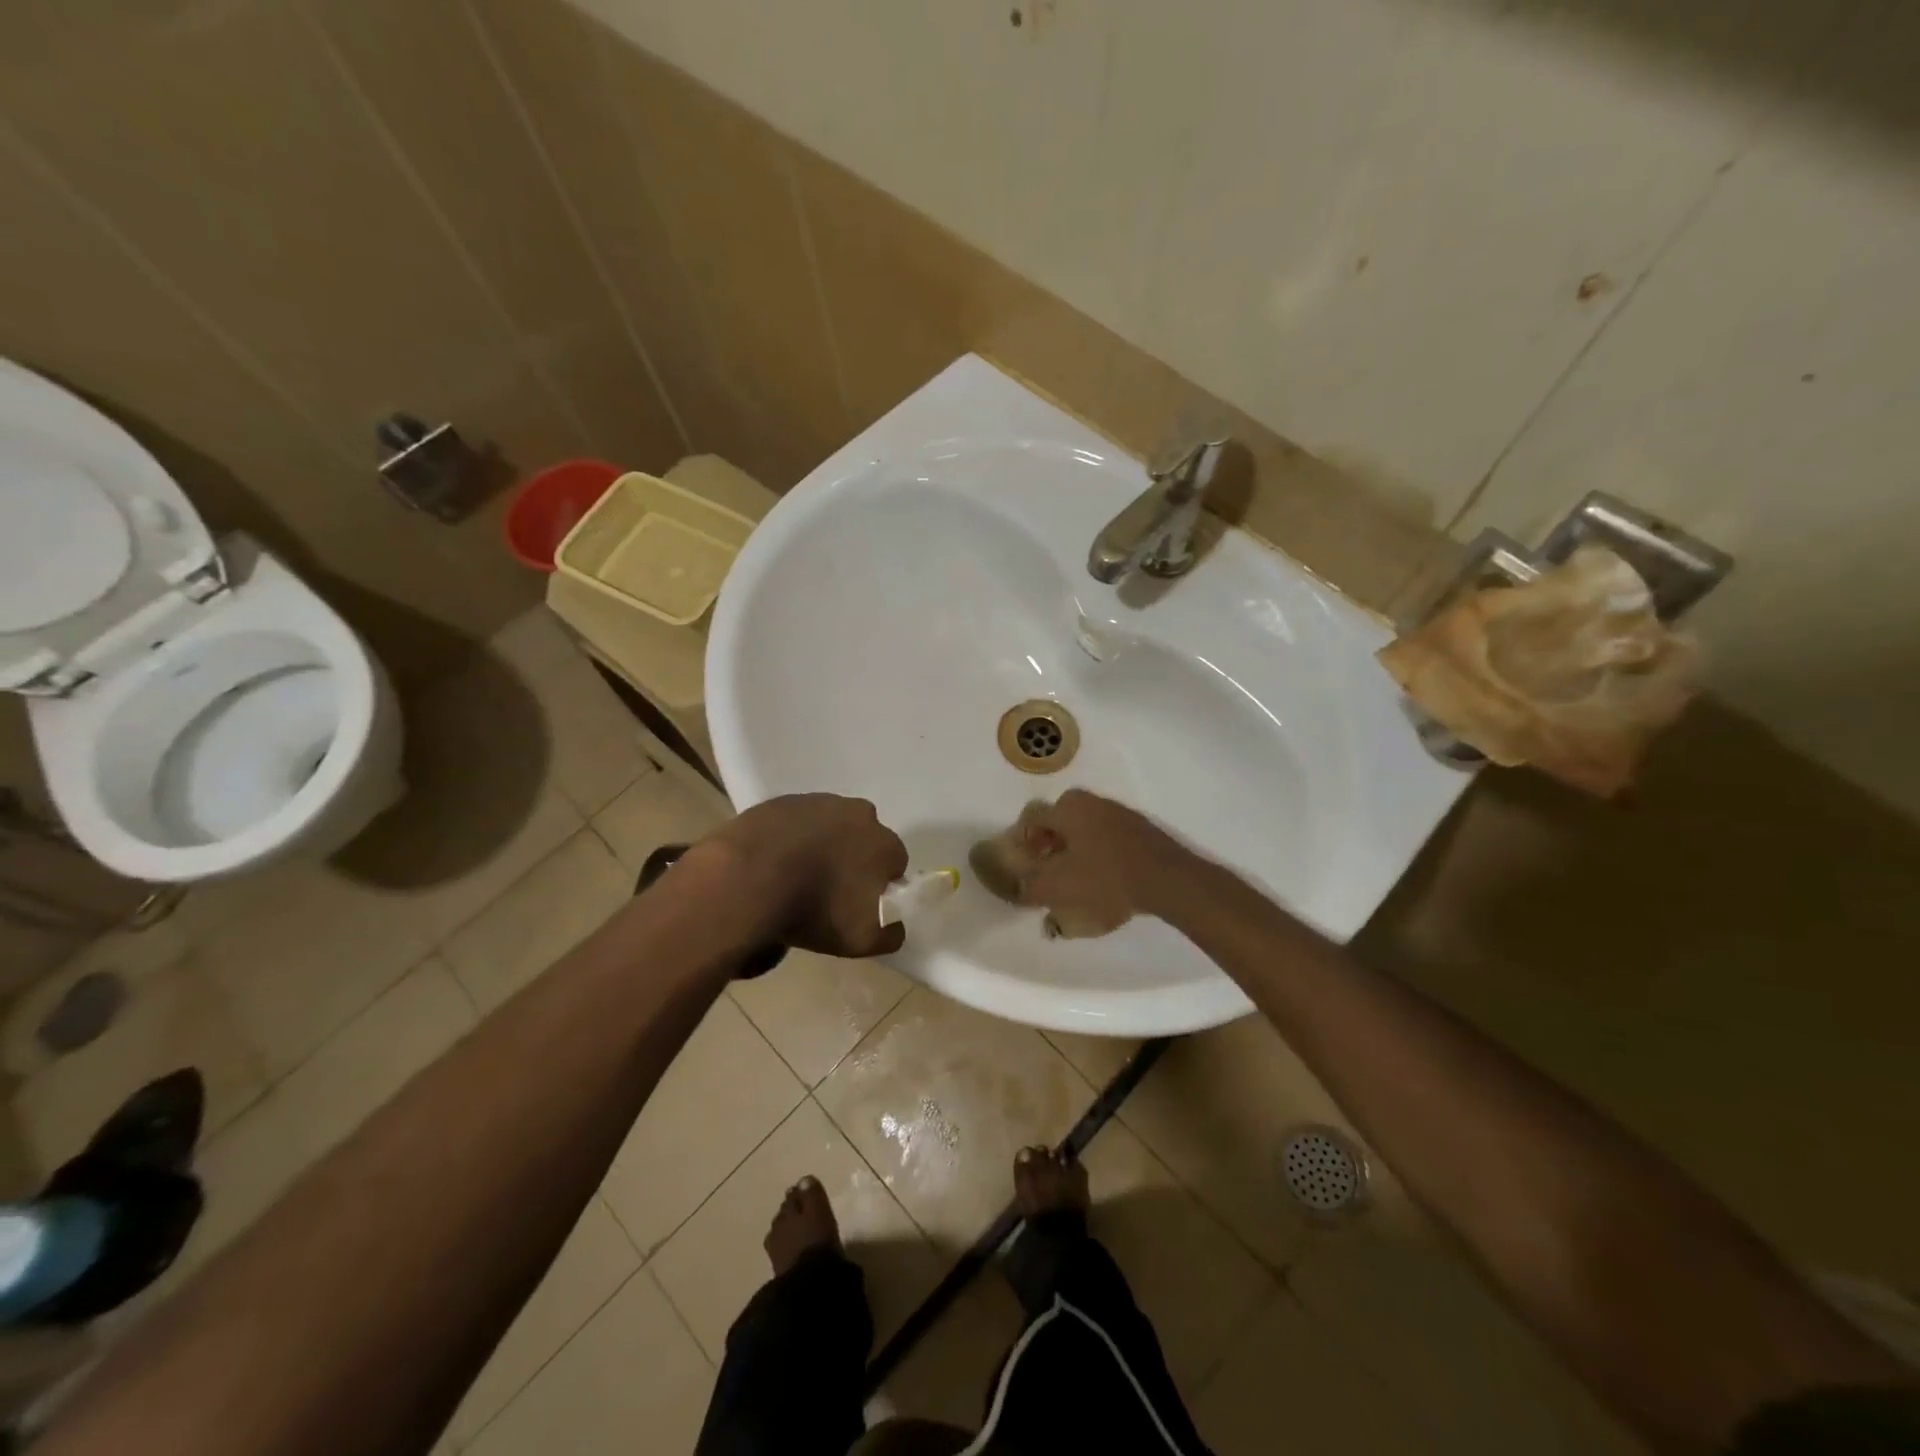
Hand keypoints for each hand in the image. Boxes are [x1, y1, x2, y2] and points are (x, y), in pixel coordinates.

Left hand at [705, 794, 908, 957]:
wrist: (747, 879)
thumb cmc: (813, 910)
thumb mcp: (860, 941)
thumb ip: (889, 935)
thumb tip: (897, 926)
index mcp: (884, 844)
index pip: (895, 862)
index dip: (879, 883)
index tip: (860, 902)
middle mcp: (859, 814)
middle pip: (864, 837)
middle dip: (854, 857)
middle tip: (829, 887)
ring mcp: (819, 802)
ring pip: (831, 825)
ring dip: (823, 844)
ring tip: (797, 874)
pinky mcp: (784, 801)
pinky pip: (797, 820)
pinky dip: (792, 836)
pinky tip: (774, 860)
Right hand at [1013, 790, 1191, 932]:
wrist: (1168, 881)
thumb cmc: (1105, 880)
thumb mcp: (1057, 889)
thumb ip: (1029, 887)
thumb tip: (1018, 886)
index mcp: (1067, 808)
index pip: (1031, 818)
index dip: (1022, 843)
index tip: (1025, 867)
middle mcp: (1091, 802)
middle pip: (1058, 822)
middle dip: (1048, 846)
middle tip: (1047, 872)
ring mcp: (1119, 813)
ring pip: (1084, 829)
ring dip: (1074, 851)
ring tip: (1075, 881)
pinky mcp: (1140, 829)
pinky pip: (1107, 838)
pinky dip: (1098, 855)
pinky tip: (1104, 881)